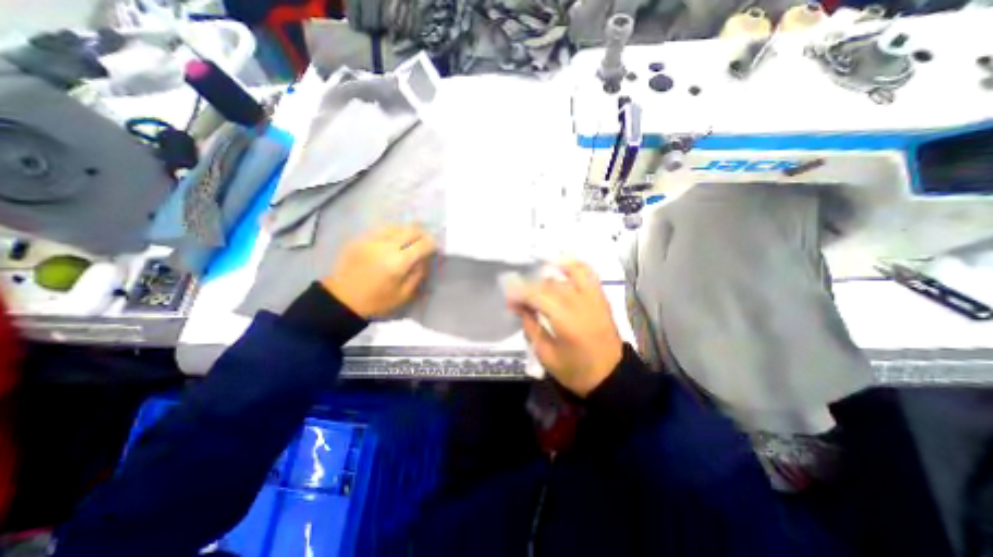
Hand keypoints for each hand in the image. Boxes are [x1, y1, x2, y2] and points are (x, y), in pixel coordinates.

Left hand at [325, 223, 435, 317]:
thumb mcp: (404, 295)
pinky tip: (393, 240)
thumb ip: (418, 274)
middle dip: (422, 234)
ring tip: (410, 240)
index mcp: (398, 262)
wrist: (341, 299)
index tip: (434, 248)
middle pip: (411, 229)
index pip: (423, 244)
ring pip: (397, 226)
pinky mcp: (360, 238)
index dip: (432, 244)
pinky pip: (382, 228)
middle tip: (425, 241)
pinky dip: (392, 232)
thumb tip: (424, 259)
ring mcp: (371, 239)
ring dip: (407, 231)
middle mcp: (386, 246)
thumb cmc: (376, 301)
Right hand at [512, 259, 617, 395]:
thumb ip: (531, 327)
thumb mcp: (546, 355)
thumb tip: (520, 307)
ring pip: (566, 276)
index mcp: (566, 322)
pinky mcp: (600, 298)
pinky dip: (574, 265)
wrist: (611, 376)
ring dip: (547, 275)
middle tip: (517, 296)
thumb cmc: (576, 371)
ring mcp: (593, 298)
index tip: (508, 299)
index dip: (520, 294)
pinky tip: (561, 263)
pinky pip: (588, 273)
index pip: (538, 296)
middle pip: (550, 285)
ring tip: (534, 279)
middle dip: (529, 287)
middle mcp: (581, 304)